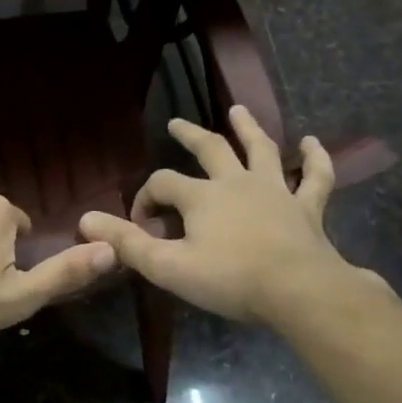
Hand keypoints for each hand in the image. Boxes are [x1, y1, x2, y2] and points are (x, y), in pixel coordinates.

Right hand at [78, 107, 386, 328]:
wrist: (299, 292)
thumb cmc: (231, 279)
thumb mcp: (168, 266)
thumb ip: (127, 243)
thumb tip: (85, 221)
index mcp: (201, 196)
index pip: (162, 184)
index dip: (145, 199)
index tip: (140, 224)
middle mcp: (236, 182)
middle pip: (209, 149)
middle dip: (189, 135)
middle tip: (175, 123)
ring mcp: (275, 191)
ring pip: (260, 150)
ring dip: (248, 129)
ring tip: (238, 110)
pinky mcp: (307, 208)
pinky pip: (315, 178)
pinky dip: (315, 160)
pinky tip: (313, 144)